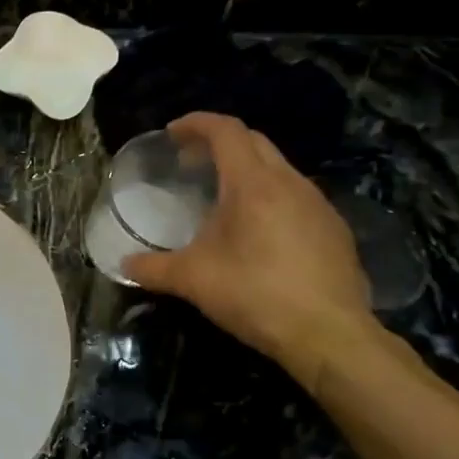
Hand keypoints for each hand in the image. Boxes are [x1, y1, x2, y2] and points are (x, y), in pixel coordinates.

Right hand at [124, 113, 377, 385]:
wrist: (329, 334)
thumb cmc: (256, 295)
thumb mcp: (193, 281)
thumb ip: (153, 268)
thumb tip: (123, 264)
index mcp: (253, 184)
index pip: (226, 131)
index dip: (196, 124)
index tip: (172, 134)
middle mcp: (290, 182)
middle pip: (253, 142)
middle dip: (219, 143)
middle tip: (190, 163)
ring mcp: (318, 204)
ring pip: (278, 168)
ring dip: (246, 170)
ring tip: (222, 198)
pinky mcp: (334, 229)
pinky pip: (296, 196)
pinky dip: (270, 196)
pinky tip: (259, 232)